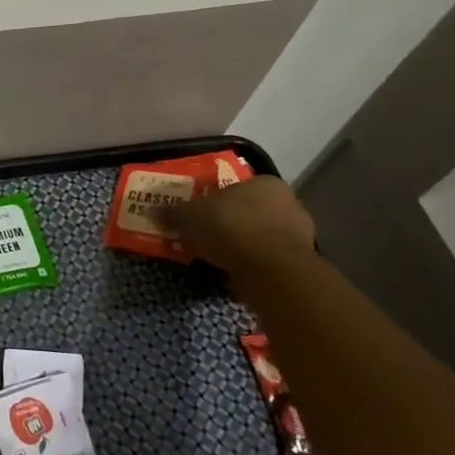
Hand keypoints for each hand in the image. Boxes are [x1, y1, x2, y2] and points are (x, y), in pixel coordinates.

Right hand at [164, 175, 317, 273]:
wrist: (271, 271)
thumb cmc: (231, 228)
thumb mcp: (189, 216)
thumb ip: (173, 213)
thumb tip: (153, 211)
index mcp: (265, 183)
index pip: (238, 186)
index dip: (216, 199)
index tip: (201, 212)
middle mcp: (289, 204)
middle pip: (251, 211)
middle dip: (231, 222)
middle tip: (206, 233)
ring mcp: (300, 236)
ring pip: (261, 236)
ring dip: (242, 244)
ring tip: (217, 256)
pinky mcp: (301, 264)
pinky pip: (268, 259)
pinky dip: (252, 264)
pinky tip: (233, 271)